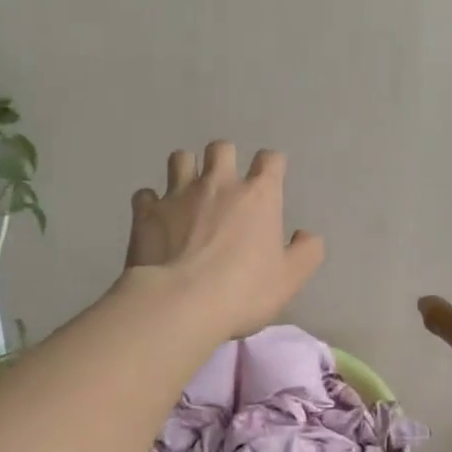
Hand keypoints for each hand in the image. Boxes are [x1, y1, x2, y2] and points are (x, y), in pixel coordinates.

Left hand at [125, 142, 324, 336]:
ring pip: (180, 158)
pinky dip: (151, 202)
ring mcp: (178, 194)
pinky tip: (155, 218)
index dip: (271, 166)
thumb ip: (306, 252)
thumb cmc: (243, 291)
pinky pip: (145, 194)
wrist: (180, 304)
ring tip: (187, 192)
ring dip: (186, 169)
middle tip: (224, 184)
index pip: (270, 160)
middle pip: (221, 148)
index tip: (270, 180)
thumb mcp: (290, 279)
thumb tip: (305, 235)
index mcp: (258, 195)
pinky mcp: (146, 212)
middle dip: (224, 158)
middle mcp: (219, 184)